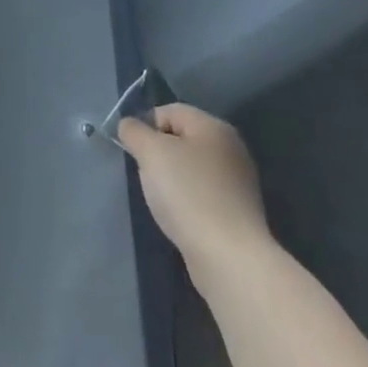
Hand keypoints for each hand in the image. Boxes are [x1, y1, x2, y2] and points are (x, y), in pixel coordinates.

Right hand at [118, 103, 272, 283]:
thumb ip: (134, 131)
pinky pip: (202, 192)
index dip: (145, 125)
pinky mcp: (237, 211)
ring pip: (190, 167)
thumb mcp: (150, 152)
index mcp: (214, 127)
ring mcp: (238, 181)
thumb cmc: (188, 193)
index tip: (133, 150)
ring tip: (161, 198)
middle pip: (181, 138)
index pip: (169, 110)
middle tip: (145, 173)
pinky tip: (179, 215)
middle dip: (158, 153)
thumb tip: (129, 126)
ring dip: (171, 178)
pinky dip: (186, 199)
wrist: (229, 256)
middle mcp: (231, 148)